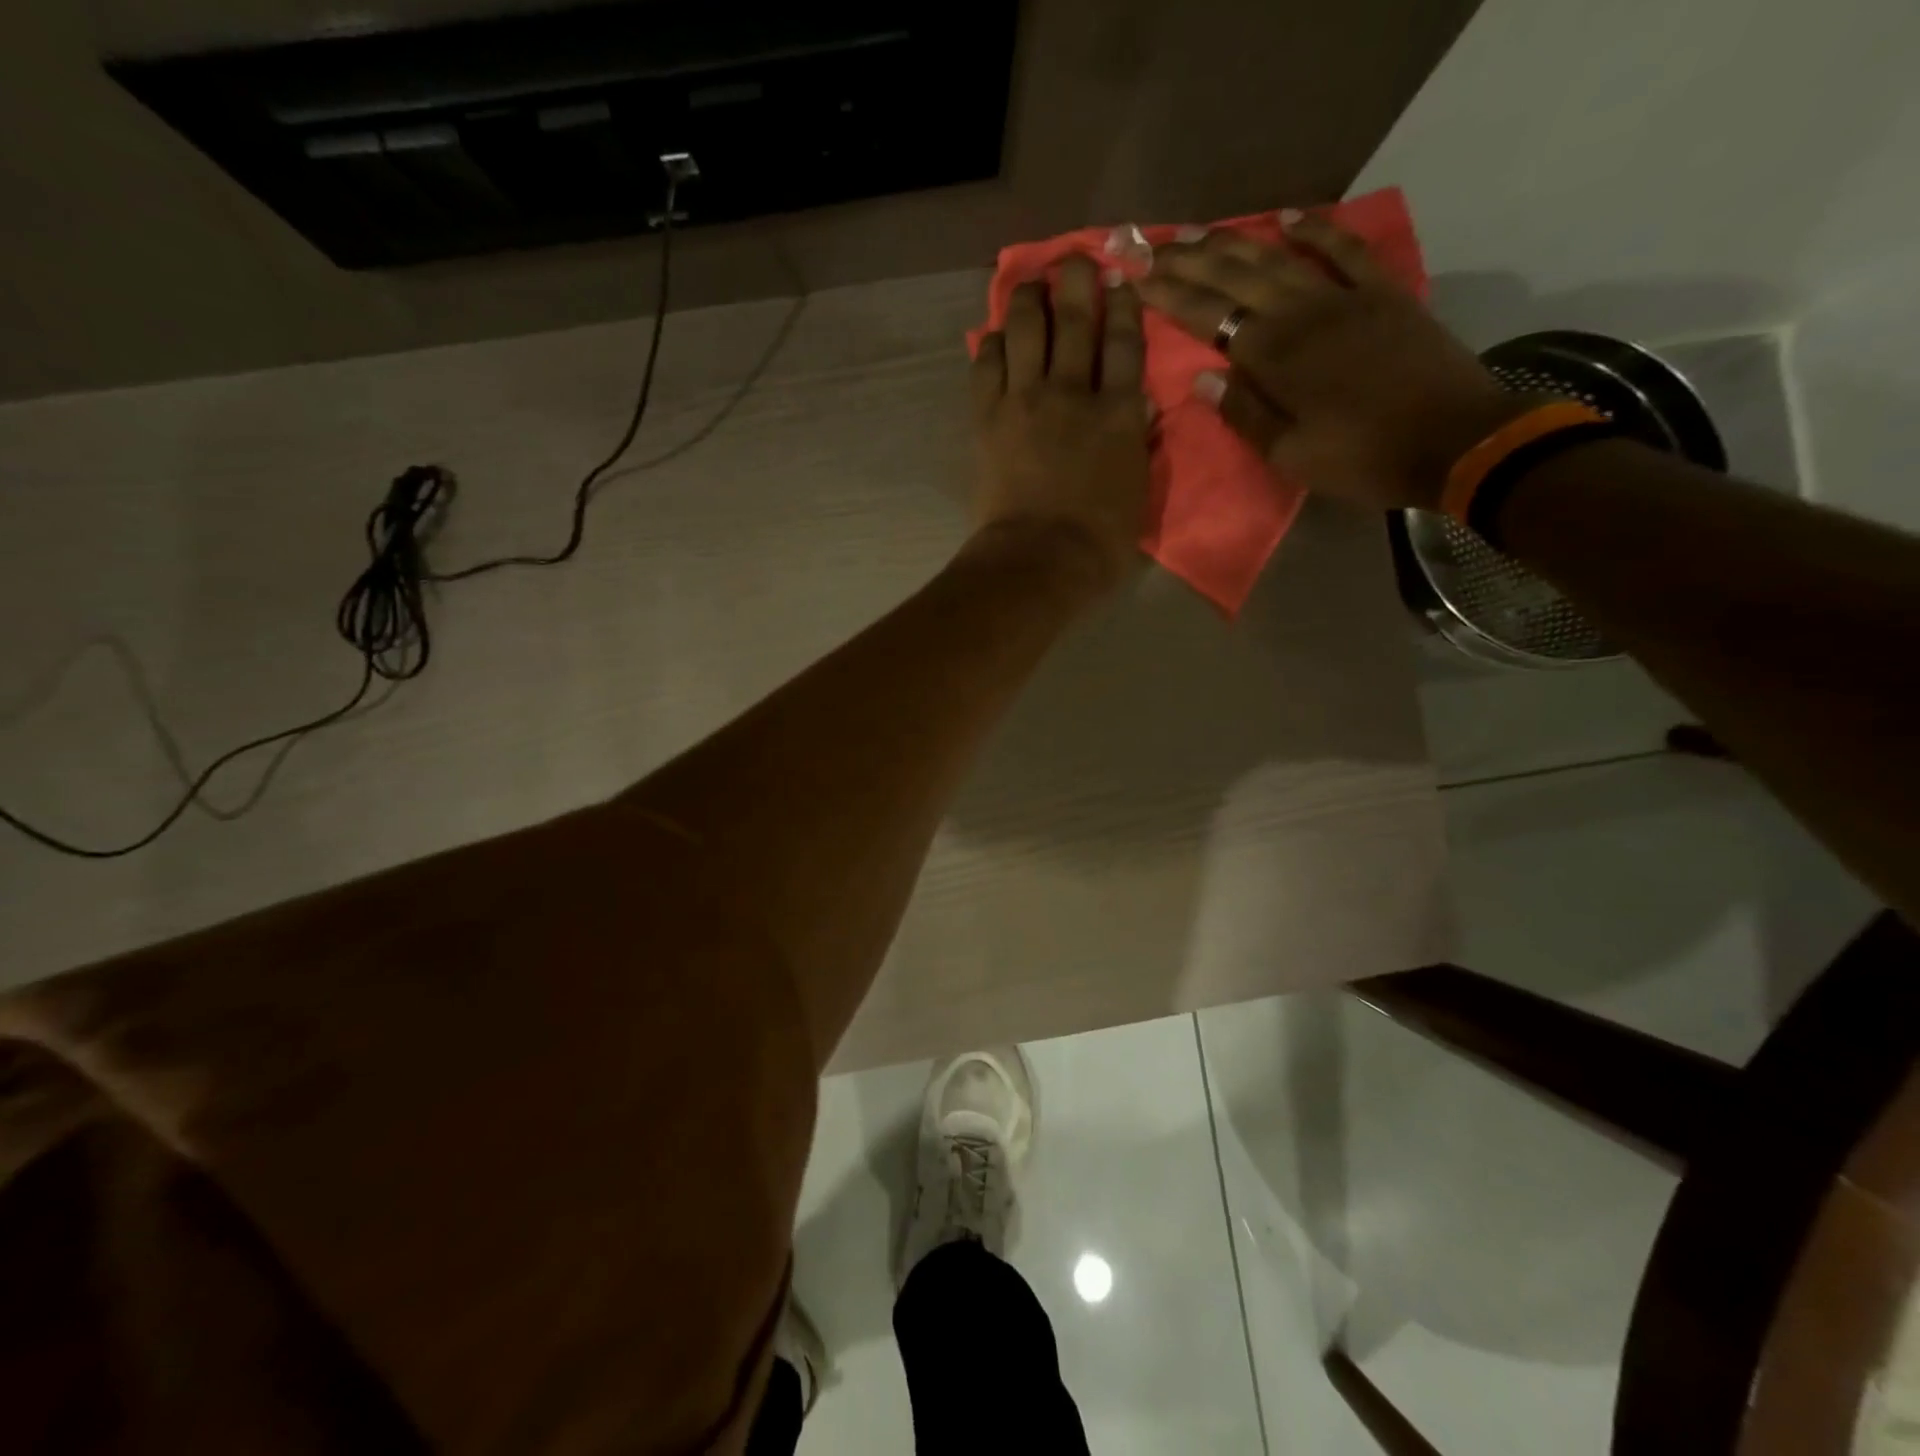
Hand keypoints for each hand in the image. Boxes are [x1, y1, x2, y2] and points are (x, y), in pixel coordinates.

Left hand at [970, 255, 1151, 591]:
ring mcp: (1027, 401)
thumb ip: (1139, 446)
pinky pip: (987, 364)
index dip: (1124, 307)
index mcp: (1119, 414)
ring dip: (1028, 298)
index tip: (1120, 282)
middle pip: (1076, 320)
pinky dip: (992, 343)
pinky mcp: (988, 417)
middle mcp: (1074, 393)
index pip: (1126, 344)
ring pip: (1027, 329)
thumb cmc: (1098, 542)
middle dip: (1076, 281)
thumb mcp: (1138, 494)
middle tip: (1073, 260)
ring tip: (1029, 285)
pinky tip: (995, 335)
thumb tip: (1141, 411)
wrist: (1038, 559)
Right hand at [1141, 213, 1528, 511]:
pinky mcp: (1383, 293)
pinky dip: (1317, 230)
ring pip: (1279, 258)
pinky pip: (1345, 250)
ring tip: (1200, 231)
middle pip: (1236, 278)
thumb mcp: (1289, 454)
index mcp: (1275, 357)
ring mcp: (1345, 297)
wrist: (1453, 441)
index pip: (1209, 317)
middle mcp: (1302, 314)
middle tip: (1156, 248)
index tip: (1138, 279)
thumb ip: (1244, 413)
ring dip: (1236, 241)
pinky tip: (1289, 216)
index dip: (1170, 297)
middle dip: (1191, 262)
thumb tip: (1203, 377)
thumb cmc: (1360, 458)